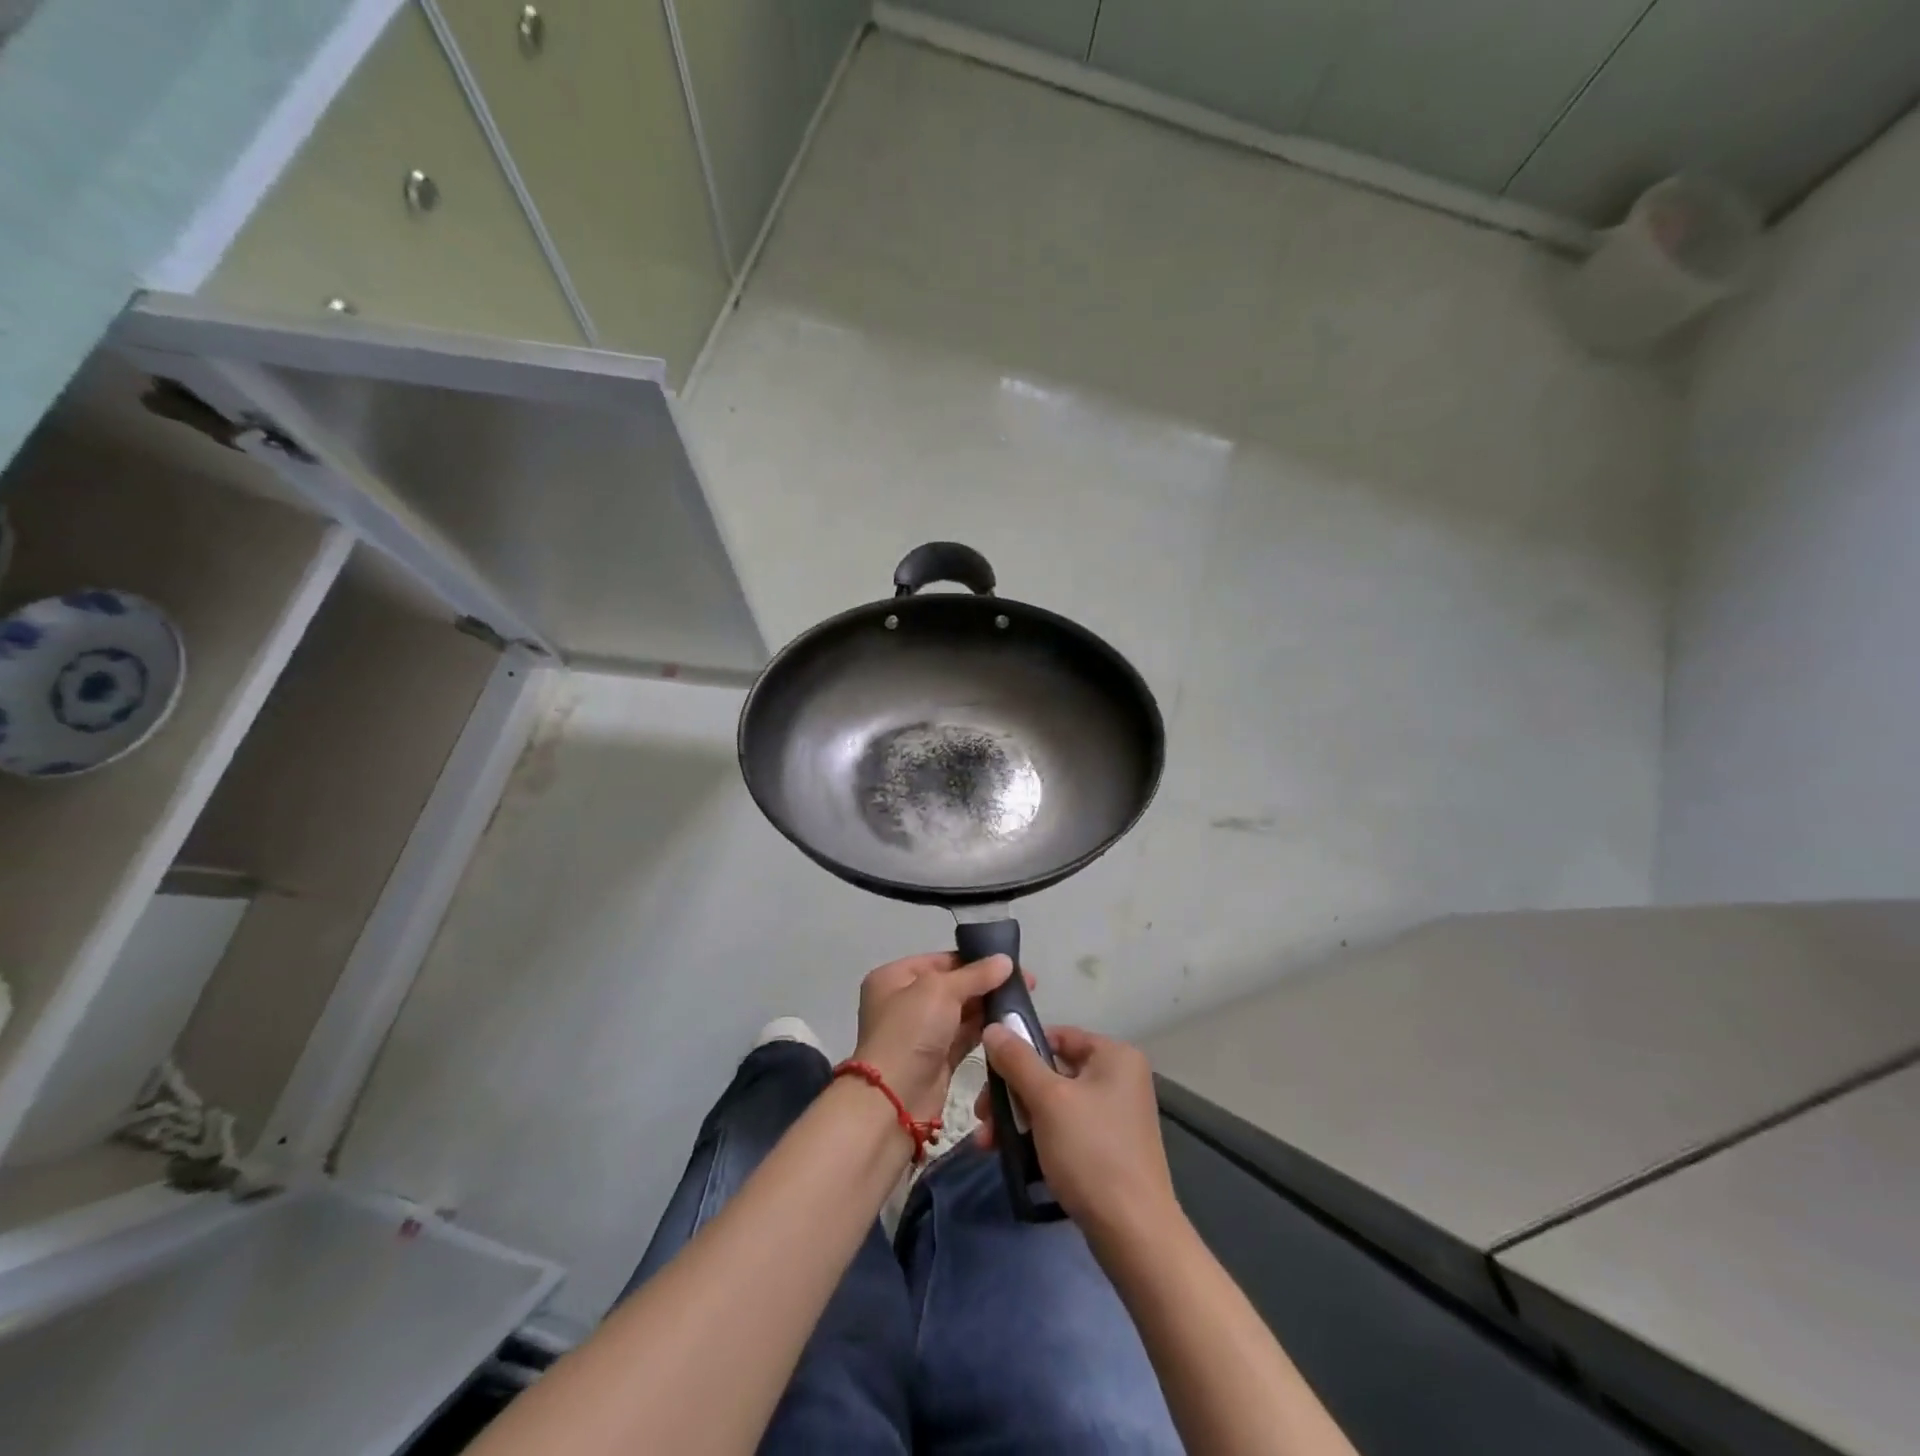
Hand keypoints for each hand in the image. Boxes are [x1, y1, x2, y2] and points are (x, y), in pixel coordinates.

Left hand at [852, 953, 1020, 1120]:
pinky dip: (983, 1031)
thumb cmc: (910, 1031)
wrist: (894, 1100)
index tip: (1009, 962)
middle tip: (1026, 984)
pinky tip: (1009, 1025)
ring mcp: (920, 1033)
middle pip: (952, 986)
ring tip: (1022, 1003)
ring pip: (960, 1013)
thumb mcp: (941, 990)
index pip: (940, 961)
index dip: (974, 960)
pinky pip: (964, 1037)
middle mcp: (905, 1002)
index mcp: (894, 978)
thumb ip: (976, 975)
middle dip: (985, 984)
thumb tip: (1005, 960)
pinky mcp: (936, 1060)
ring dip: (987, 1008)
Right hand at [975, 1025, 1180, 1246]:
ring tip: (987, 1143)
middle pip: (1051, 1071)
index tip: (988, 1073)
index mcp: (1115, 1056)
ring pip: (1054, 1103)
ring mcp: (1115, 1115)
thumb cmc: (1091, 1152)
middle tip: (982, 1116)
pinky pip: (1065, 1129)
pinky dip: (1037, 1136)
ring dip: (1017, 1118)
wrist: (1133, 1234)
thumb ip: (1017, 1060)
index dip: (1020, 1049)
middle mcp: (1119, 1078)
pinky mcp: (1108, 1148)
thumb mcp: (1048, 1100)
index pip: (1057, 1036)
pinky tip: (1009, 1154)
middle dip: (1011, 1093)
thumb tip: (993, 1027)